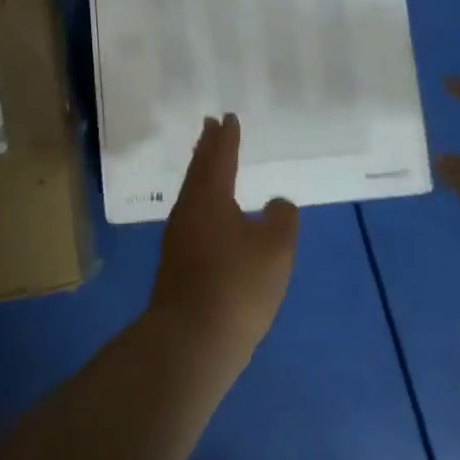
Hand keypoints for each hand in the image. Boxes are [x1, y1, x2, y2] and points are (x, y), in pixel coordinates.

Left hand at [150, 115, 298, 361]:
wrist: (190, 342)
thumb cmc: (237, 286)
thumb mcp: (275, 248)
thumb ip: (281, 218)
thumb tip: (277, 203)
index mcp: (209, 198)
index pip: (219, 157)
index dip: (226, 137)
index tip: (226, 117)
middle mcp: (188, 211)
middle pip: (198, 171)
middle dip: (206, 148)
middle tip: (210, 126)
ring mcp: (178, 240)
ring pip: (192, 195)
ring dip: (203, 175)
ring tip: (211, 164)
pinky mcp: (177, 266)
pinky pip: (193, 218)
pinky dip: (204, 203)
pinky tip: (213, 216)